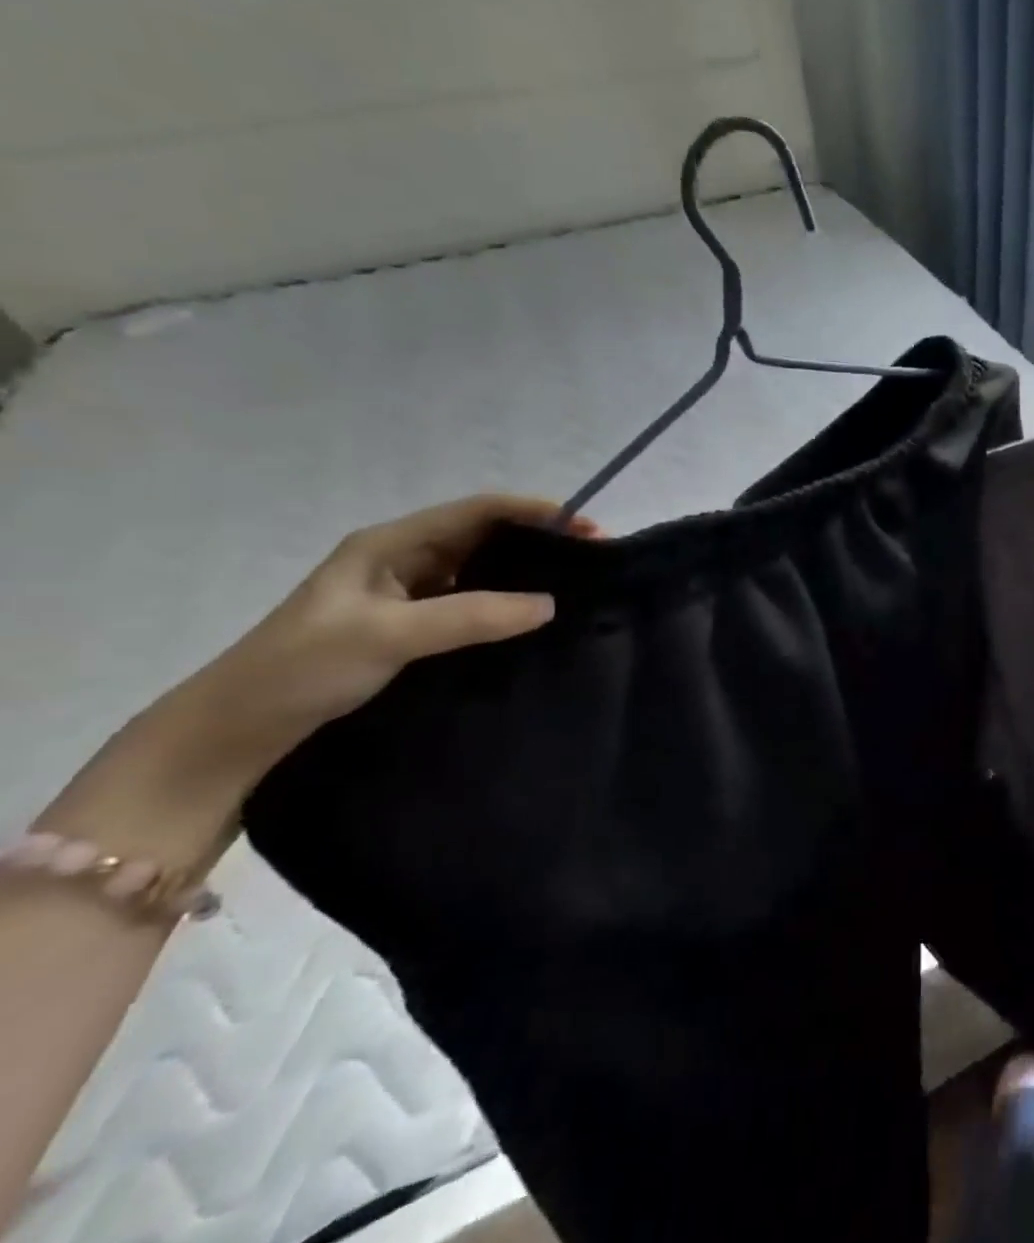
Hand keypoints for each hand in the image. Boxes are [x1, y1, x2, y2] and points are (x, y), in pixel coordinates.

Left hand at [174, 495, 593, 763]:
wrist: (233, 732)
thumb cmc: (302, 668)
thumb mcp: (388, 635)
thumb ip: (470, 616)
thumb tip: (550, 603)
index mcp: (390, 543)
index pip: (477, 510)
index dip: (534, 511)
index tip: (586, 528)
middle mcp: (402, 559)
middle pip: (483, 535)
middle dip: (538, 539)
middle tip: (590, 559)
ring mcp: (405, 594)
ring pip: (479, 570)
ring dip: (524, 572)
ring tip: (572, 586)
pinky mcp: (409, 627)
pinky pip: (470, 603)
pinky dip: (504, 604)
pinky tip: (530, 620)